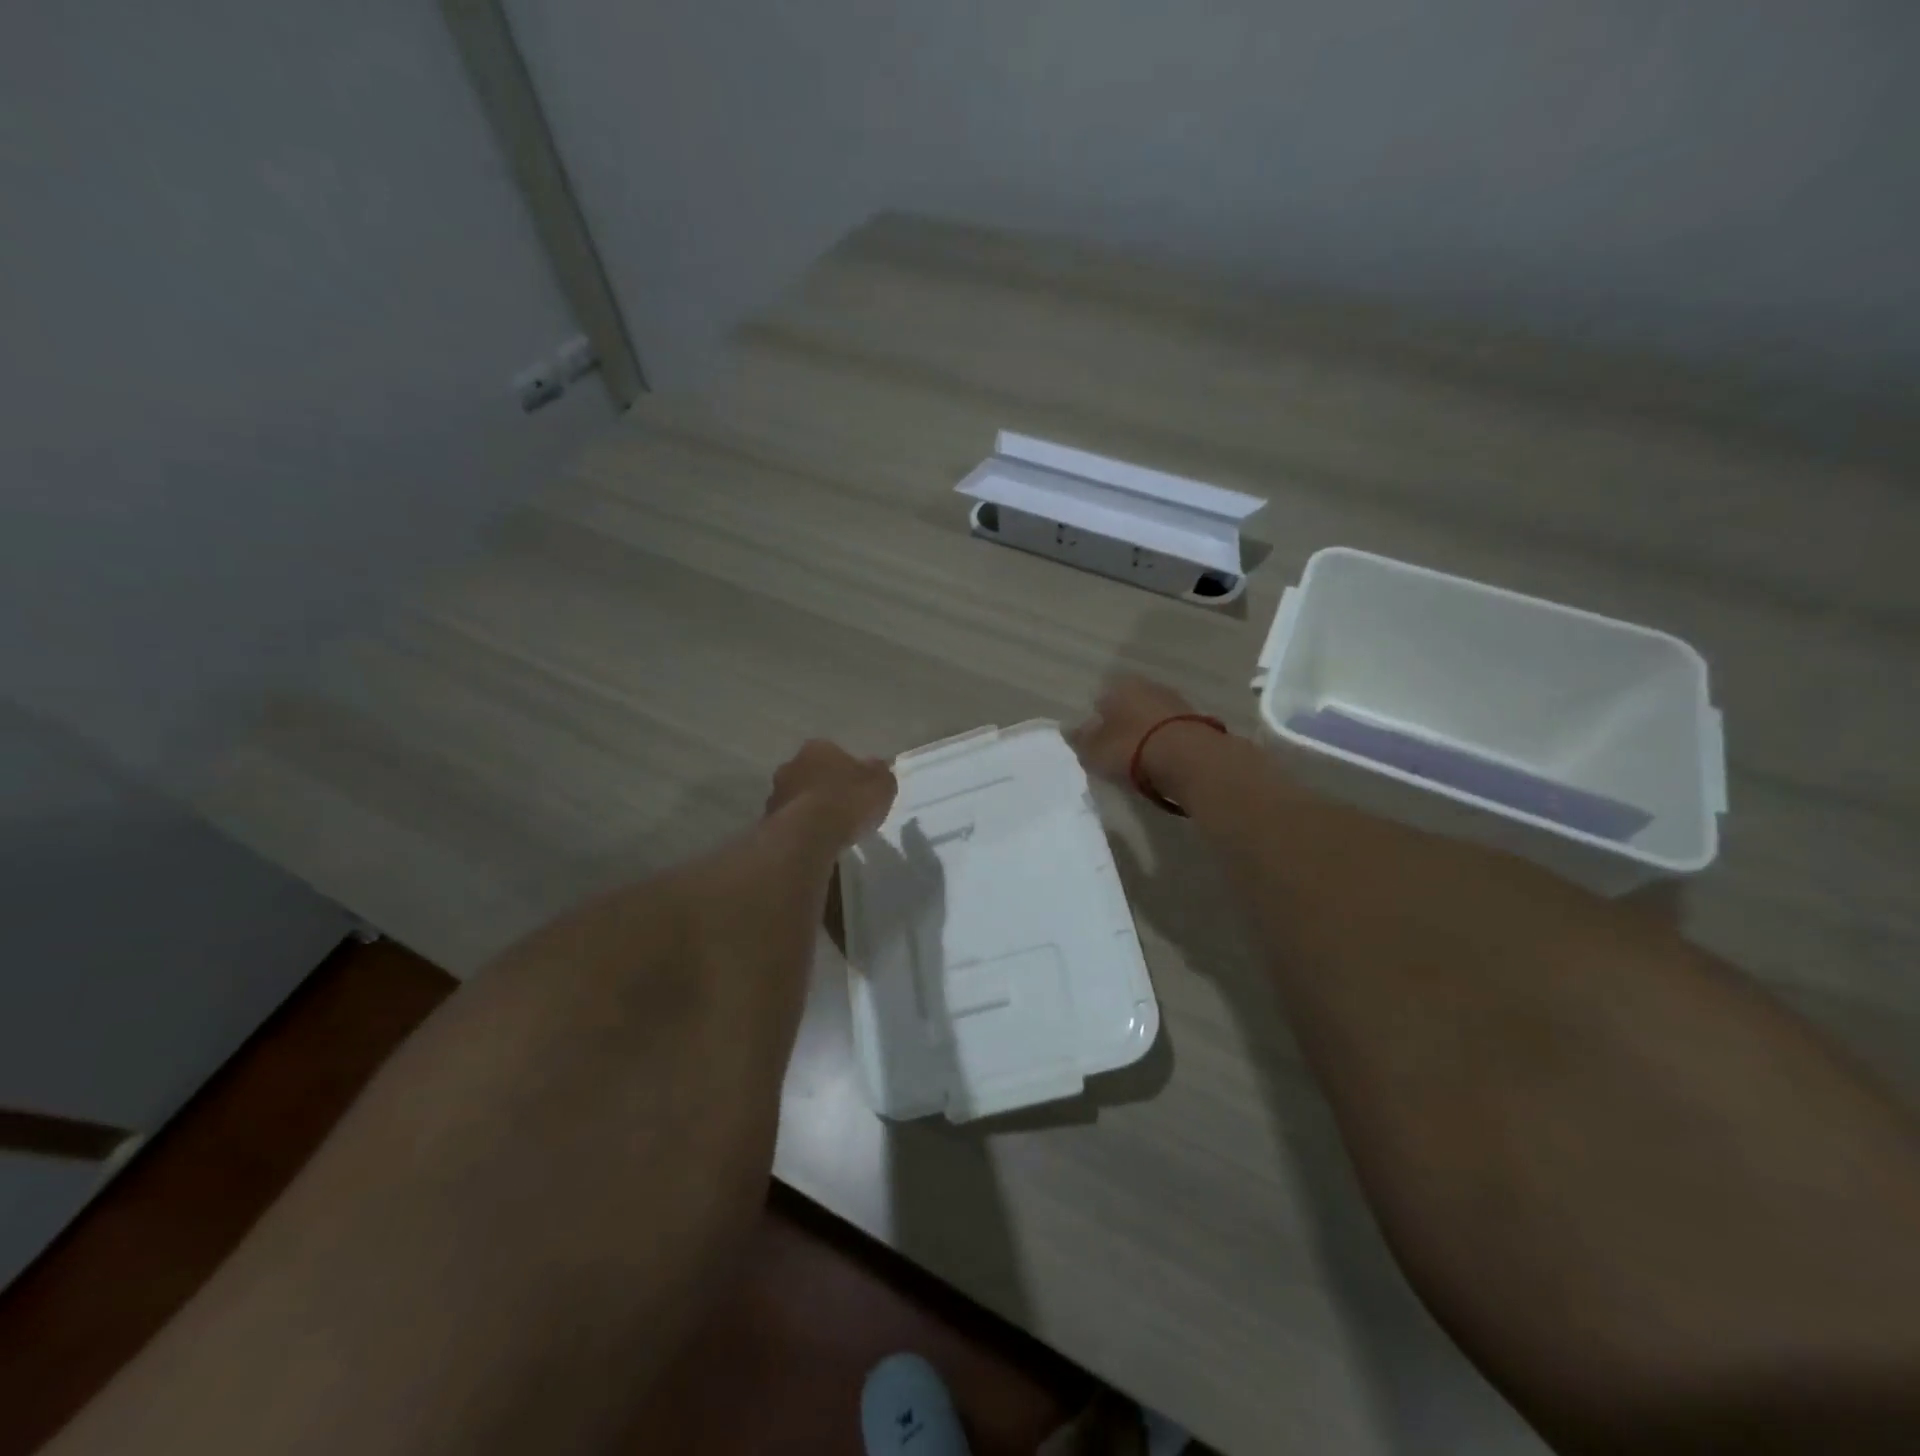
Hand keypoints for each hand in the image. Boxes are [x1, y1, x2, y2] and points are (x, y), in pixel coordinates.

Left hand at [765, 740, 896, 846]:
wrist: (809, 834)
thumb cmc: (849, 801)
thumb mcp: (881, 783)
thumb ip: (879, 773)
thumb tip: (876, 767)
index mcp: (817, 748)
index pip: (833, 753)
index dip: (846, 770)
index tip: (857, 788)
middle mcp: (791, 764)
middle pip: (811, 774)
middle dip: (823, 787)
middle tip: (841, 807)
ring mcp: (775, 793)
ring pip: (797, 798)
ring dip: (808, 809)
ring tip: (828, 830)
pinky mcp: (767, 821)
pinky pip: (790, 822)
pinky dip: (800, 829)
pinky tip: (814, 843)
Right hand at [1067, 675, 1198, 783]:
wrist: (1190, 760)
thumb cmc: (1131, 749)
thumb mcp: (1094, 751)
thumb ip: (1079, 739)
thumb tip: (1067, 728)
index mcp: (1119, 686)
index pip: (1100, 699)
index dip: (1096, 722)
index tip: (1096, 743)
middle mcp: (1148, 686)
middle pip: (1128, 705)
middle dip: (1123, 724)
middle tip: (1117, 752)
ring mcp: (1176, 701)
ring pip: (1152, 716)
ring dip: (1146, 733)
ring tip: (1141, 760)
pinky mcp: (1198, 721)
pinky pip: (1172, 731)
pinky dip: (1166, 742)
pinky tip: (1163, 761)